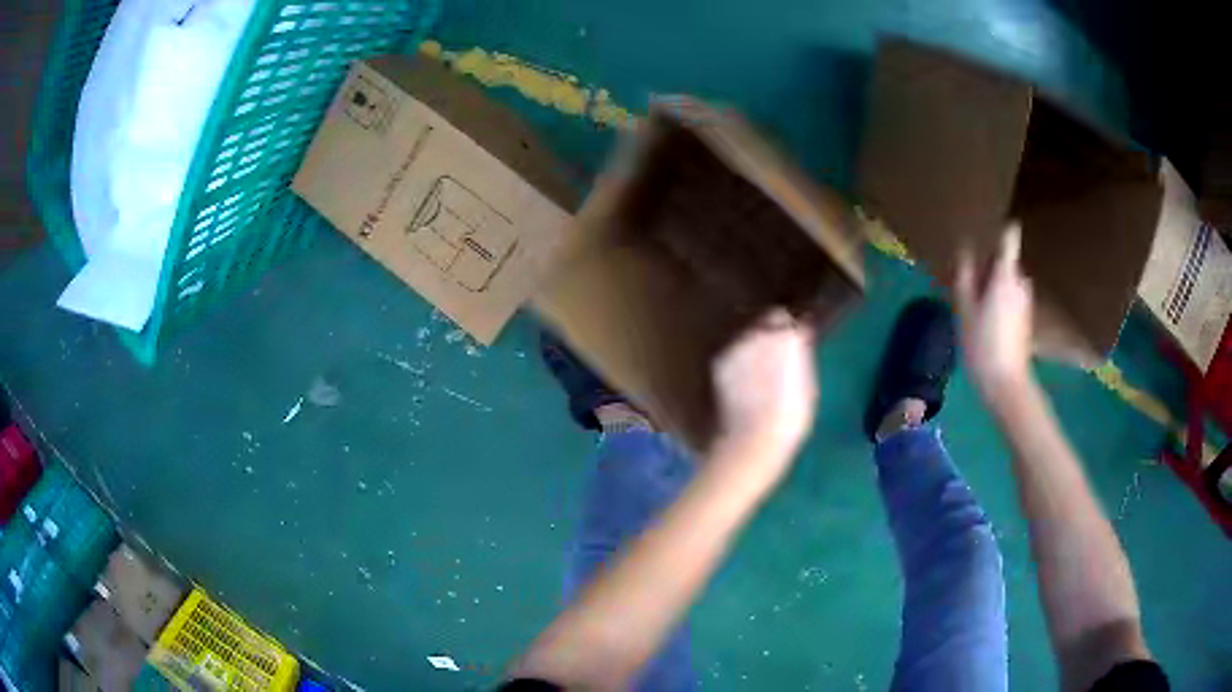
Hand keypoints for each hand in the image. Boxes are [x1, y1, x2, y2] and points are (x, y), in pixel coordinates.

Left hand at [712, 309, 817, 461]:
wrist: (754, 438)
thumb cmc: (793, 416)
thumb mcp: (807, 381)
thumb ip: (800, 353)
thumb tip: (798, 340)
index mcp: (789, 336)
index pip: (791, 318)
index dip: (792, 328)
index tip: (796, 338)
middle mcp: (760, 332)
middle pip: (767, 321)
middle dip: (772, 332)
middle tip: (778, 353)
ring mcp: (736, 345)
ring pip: (748, 336)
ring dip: (754, 345)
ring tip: (759, 368)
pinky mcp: (720, 361)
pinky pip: (734, 353)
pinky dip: (739, 361)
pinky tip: (743, 381)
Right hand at [955, 224, 1034, 397]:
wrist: (1006, 384)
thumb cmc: (982, 344)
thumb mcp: (965, 309)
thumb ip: (966, 275)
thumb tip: (965, 247)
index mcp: (1006, 275)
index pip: (1009, 238)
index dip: (1001, 227)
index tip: (989, 222)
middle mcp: (1020, 282)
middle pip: (1004, 261)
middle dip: (988, 265)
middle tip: (967, 279)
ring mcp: (1026, 301)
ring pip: (1007, 280)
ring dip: (993, 284)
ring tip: (973, 302)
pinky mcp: (1026, 318)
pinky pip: (1010, 297)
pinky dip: (999, 300)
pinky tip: (985, 320)